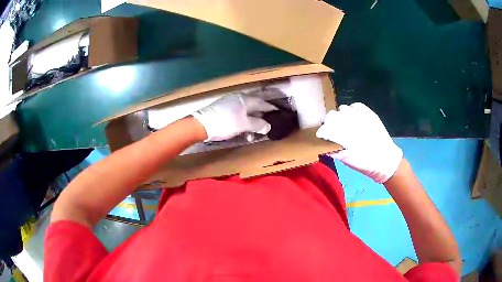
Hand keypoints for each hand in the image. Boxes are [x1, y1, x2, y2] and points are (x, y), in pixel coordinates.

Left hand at [192, 94, 276, 140]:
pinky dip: (243, 123)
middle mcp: (239, 98)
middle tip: (268, 124)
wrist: (201, 125)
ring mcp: (230, 103)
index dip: (271, 109)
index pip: (263, 103)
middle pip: (254, 107)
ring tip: (253, 135)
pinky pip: (238, 115)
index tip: (279, 114)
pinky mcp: (223, 110)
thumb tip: (268, 126)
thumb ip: (258, 124)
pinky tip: (243, 133)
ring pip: (246, 112)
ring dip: (251, 123)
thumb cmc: (225, 123)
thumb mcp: (244, 125)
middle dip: (261, 117)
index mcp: (245, 99)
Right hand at [316, 103, 402, 182]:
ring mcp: (362, 117)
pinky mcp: (370, 114)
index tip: (322, 136)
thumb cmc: (367, 164)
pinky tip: (354, 117)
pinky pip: (356, 105)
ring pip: (343, 109)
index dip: (322, 131)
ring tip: (344, 123)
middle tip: (332, 129)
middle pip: (332, 116)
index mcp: (346, 138)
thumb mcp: (349, 161)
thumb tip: (324, 145)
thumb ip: (335, 151)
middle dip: (329, 122)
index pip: (327, 128)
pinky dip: (352, 109)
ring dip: (340, 115)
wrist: (387, 160)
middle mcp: (353, 124)